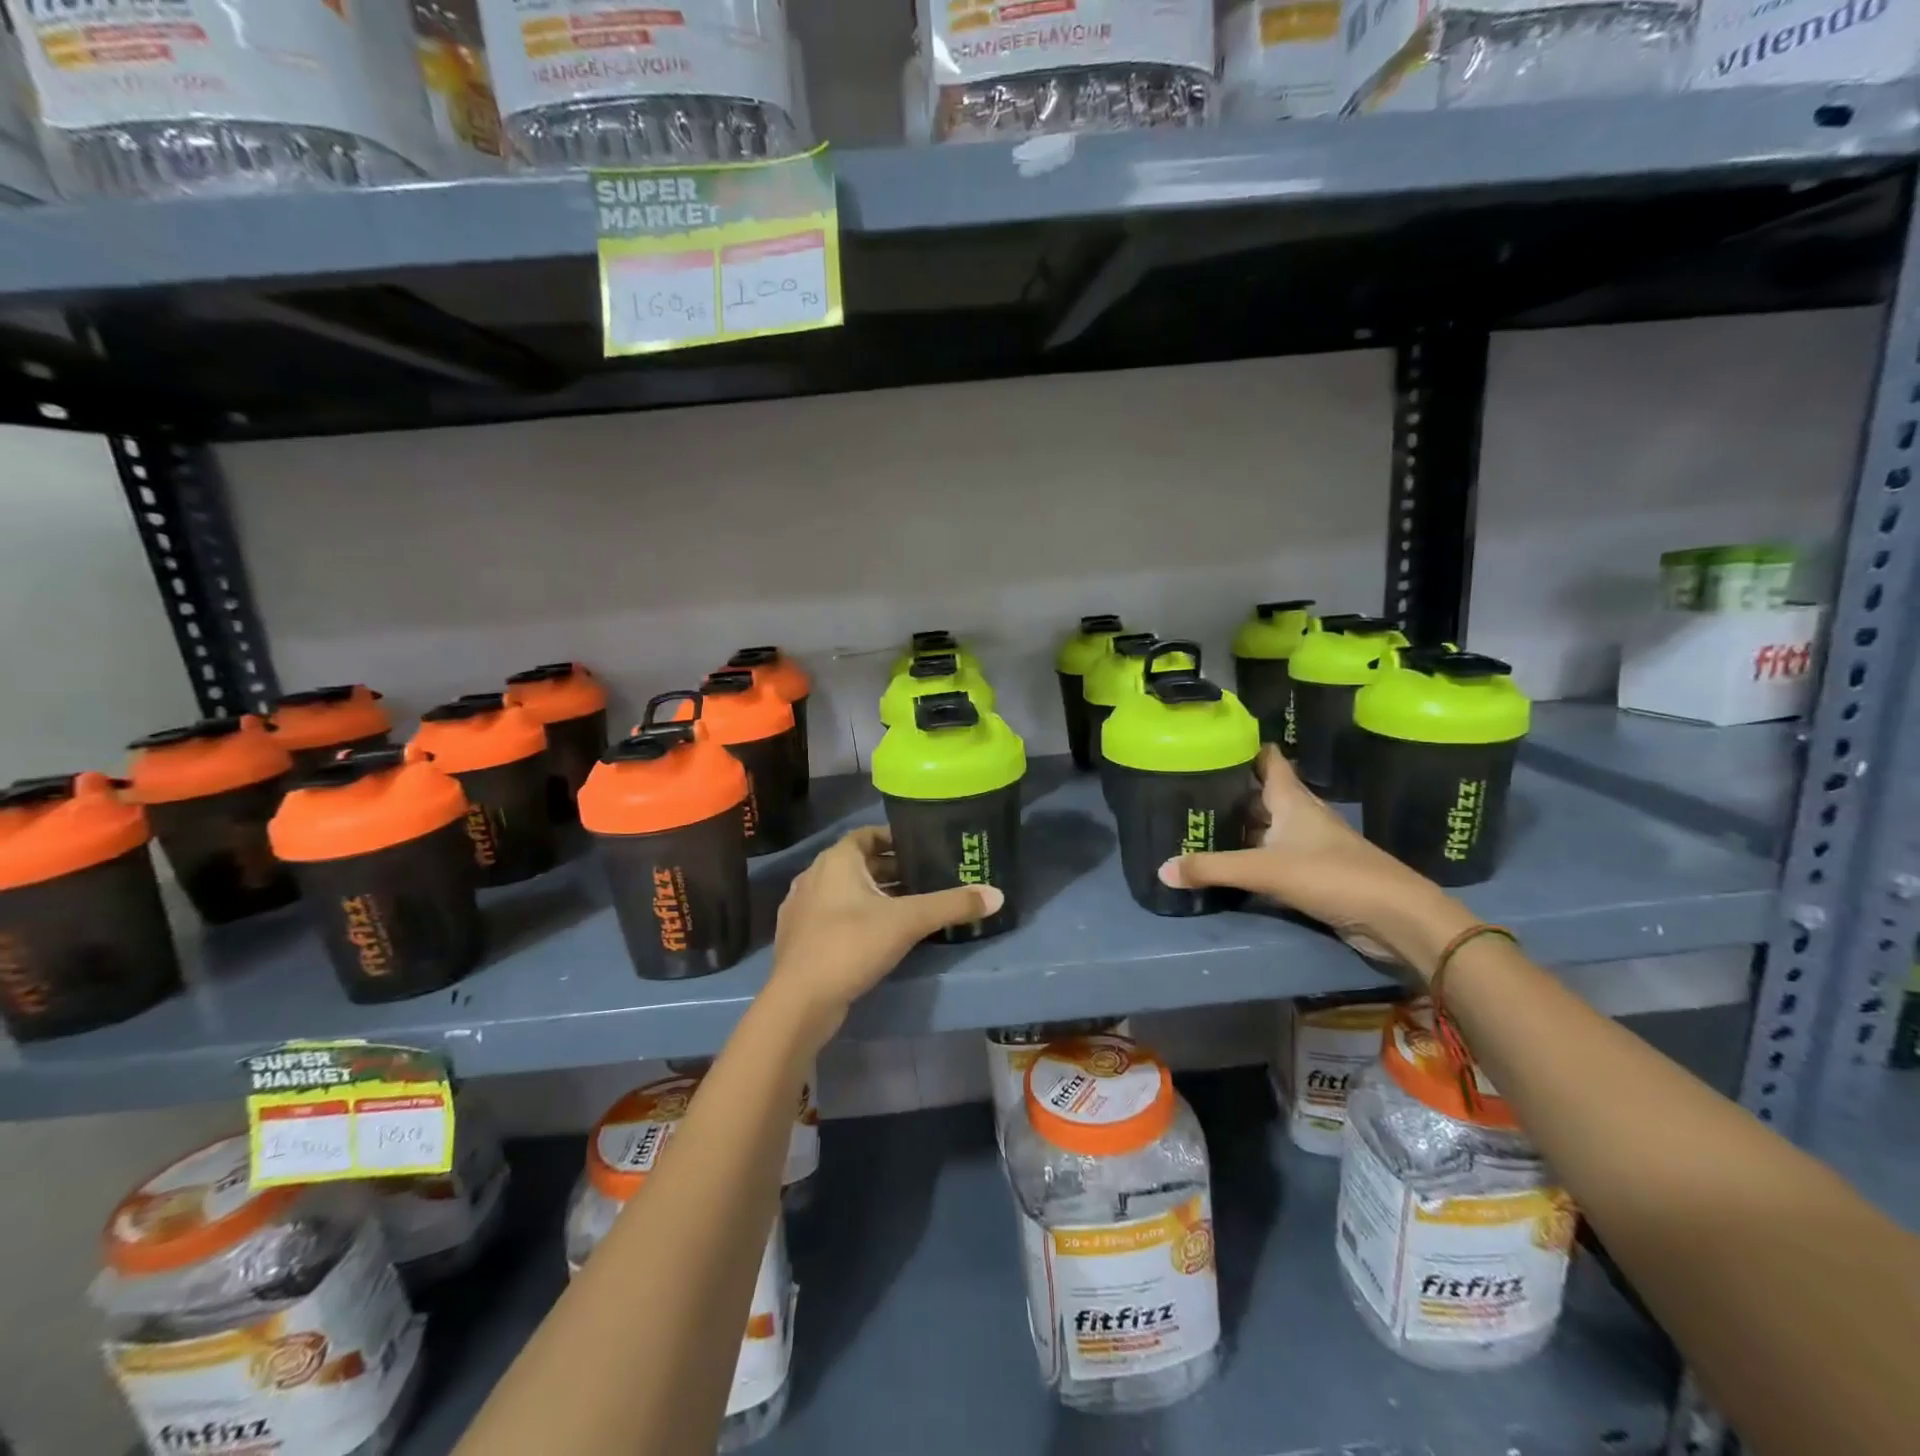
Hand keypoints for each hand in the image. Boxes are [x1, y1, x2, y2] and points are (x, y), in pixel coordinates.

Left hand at [767, 826, 1001, 1041]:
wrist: (799, 1002)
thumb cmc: (851, 945)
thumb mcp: (908, 921)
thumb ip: (952, 905)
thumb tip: (998, 895)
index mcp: (836, 860)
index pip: (867, 834)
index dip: (894, 838)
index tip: (922, 848)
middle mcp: (814, 876)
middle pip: (858, 863)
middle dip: (890, 870)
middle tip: (925, 880)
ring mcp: (802, 908)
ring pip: (845, 891)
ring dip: (874, 895)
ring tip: (908, 908)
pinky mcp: (799, 937)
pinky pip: (833, 915)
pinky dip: (857, 916)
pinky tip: (878, 936)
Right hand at [1157, 746, 1470, 975]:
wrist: (1396, 919)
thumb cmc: (1333, 877)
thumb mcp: (1265, 870)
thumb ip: (1213, 868)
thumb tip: (1161, 869)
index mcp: (1293, 801)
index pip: (1268, 761)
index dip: (1243, 749)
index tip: (1211, 744)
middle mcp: (1301, 817)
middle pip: (1261, 795)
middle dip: (1230, 791)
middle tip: (1188, 789)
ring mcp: (1310, 846)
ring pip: (1267, 827)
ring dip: (1240, 826)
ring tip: (1200, 824)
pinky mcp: (1315, 874)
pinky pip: (1274, 857)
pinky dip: (1252, 856)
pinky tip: (1229, 864)